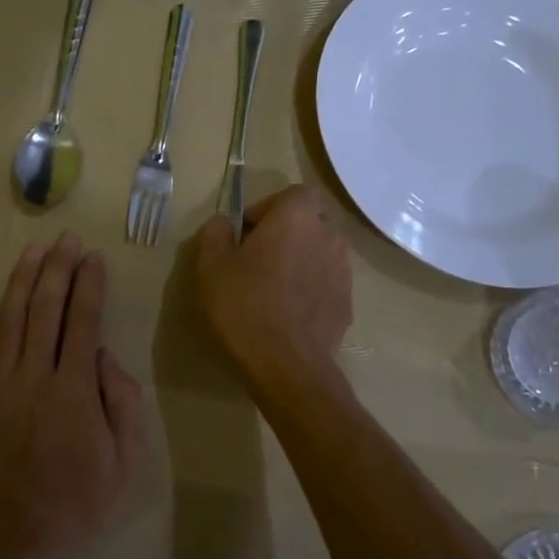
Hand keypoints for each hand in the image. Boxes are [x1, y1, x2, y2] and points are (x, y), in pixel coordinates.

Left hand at [0, 235, 145, 558]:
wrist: (18, 541)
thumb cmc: (80, 502)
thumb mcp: (126, 459)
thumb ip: (123, 402)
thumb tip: (107, 357)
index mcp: (76, 387)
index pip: (84, 321)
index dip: (89, 285)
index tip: (93, 257)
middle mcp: (35, 376)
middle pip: (46, 310)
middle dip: (58, 270)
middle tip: (65, 240)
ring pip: (10, 322)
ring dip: (22, 282)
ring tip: (32, 251)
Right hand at [194, 185, 352, 388]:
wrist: (287, 365)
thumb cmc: (244, 305)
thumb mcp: (211, 265)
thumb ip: (215, 232)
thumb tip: (224, 223)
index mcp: (297, 217)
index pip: (291, 193)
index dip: (266, 209)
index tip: (244, 235)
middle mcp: (329, 235)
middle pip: (308, 222)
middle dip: (285, 234)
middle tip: (255, 261)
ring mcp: (344, 272)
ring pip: (319, 254)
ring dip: (299, 262)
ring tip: (272, 290)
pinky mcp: (347, 304)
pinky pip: (325, 285)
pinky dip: (309, 291)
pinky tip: (287, 315)